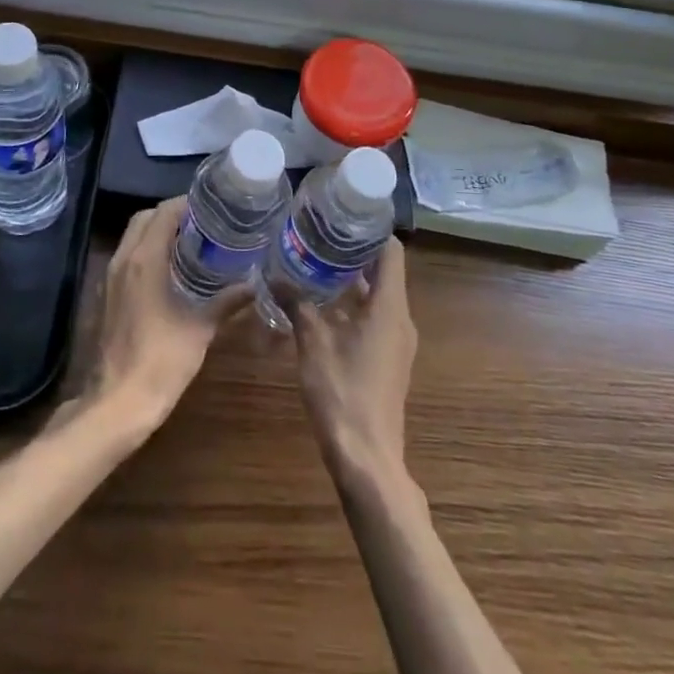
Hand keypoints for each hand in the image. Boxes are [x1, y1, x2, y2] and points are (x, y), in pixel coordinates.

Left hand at [86, 198, 247, 440]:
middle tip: (204, 224)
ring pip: (133, 237)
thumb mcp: (200, 329)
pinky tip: (171, 271)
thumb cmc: (160, 361)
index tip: (213, 208)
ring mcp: (110, 278)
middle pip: (144, 218)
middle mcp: (123, 260)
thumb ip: (227, 301)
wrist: (117, 404)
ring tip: (192, 243)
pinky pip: (127, 258)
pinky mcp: (107, 296)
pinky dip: (147, 252)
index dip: (187, 204)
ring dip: (158, 232)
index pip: (164, 212)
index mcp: (144, 259)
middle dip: (171, 215)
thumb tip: (255, 283)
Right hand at [291, 238, 416, 487]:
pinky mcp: (388, 360)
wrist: (367, 458)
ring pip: (377, 297)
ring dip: (350, 281)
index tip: (342, 215)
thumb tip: (273, 273)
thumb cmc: (343, 393)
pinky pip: (374, 319)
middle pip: (383, 272)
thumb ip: (296, 303)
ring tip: (314, 263)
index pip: (391, 252)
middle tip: (318, 235)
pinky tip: (320, 306)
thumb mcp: (313, 343)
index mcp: (390, 307)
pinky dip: (352, 306)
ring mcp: (396, 342)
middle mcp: (400, 319)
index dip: (370, 230)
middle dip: (353, 253)